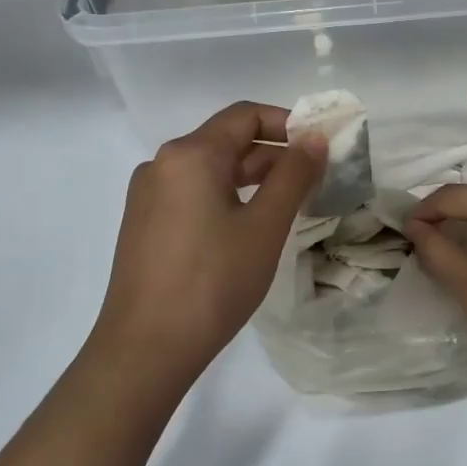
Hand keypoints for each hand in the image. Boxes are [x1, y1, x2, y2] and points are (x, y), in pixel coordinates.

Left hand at [90, 102, 325, 392]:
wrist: (145, 349)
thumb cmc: (213, 282)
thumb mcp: (264, 226)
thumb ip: (294, 175)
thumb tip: (315, 138)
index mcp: (190, 154)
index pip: (245, 115)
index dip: (288, 123)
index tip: (321, 146)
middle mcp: (162, 164)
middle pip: (226, 140)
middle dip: (274, 153)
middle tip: (315, 178)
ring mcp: (149, 195)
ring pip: (210, 169)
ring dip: (253, 176)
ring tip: (291, 201)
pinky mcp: (145, 224)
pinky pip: (193, 193)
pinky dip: (227, 196)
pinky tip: (250, 224)